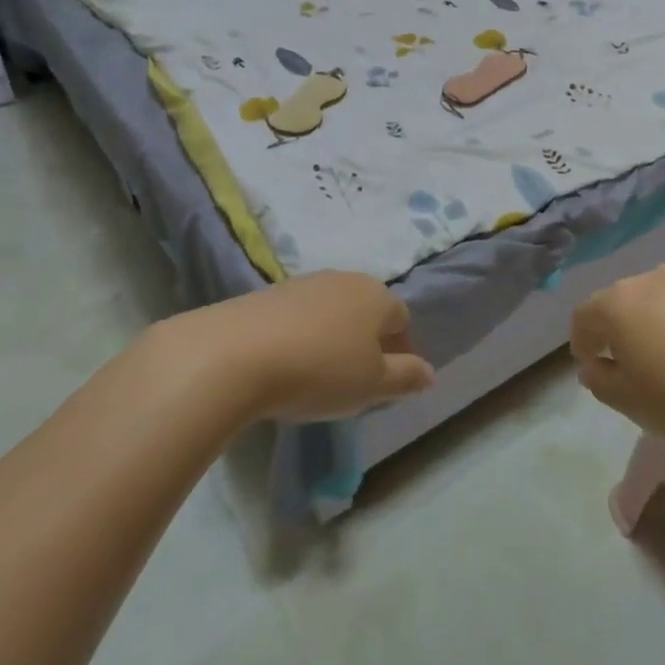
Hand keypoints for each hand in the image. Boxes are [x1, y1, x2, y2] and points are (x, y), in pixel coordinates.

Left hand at [218, 271, 432, 421]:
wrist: (234, 355)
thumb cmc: (320, 370)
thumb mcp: (372, 385)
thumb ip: (406, 377)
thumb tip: (430, 372)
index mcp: (377, 296)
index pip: (402, 320)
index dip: (402, 351)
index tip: (389, 383)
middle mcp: (344, 279)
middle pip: (367, 311)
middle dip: (368, 342)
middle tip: (356, 380)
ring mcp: (303, 282)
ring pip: (332, 311)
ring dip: (334, 338)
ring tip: (319, 375)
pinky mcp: (267, 293)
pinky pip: (299, 316)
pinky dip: (301, 336)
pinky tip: (287, 364)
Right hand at [570, 266, 664, 451]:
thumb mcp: (631, 404)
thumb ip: (601, 381)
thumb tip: (596, 365)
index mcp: (619, 303)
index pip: (584, 316)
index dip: (581, 342)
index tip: (590, 366)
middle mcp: (651, 279)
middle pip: (621, 301)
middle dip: (617, 329)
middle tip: (627, 363)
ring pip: (658, 299)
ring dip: (654, 322)